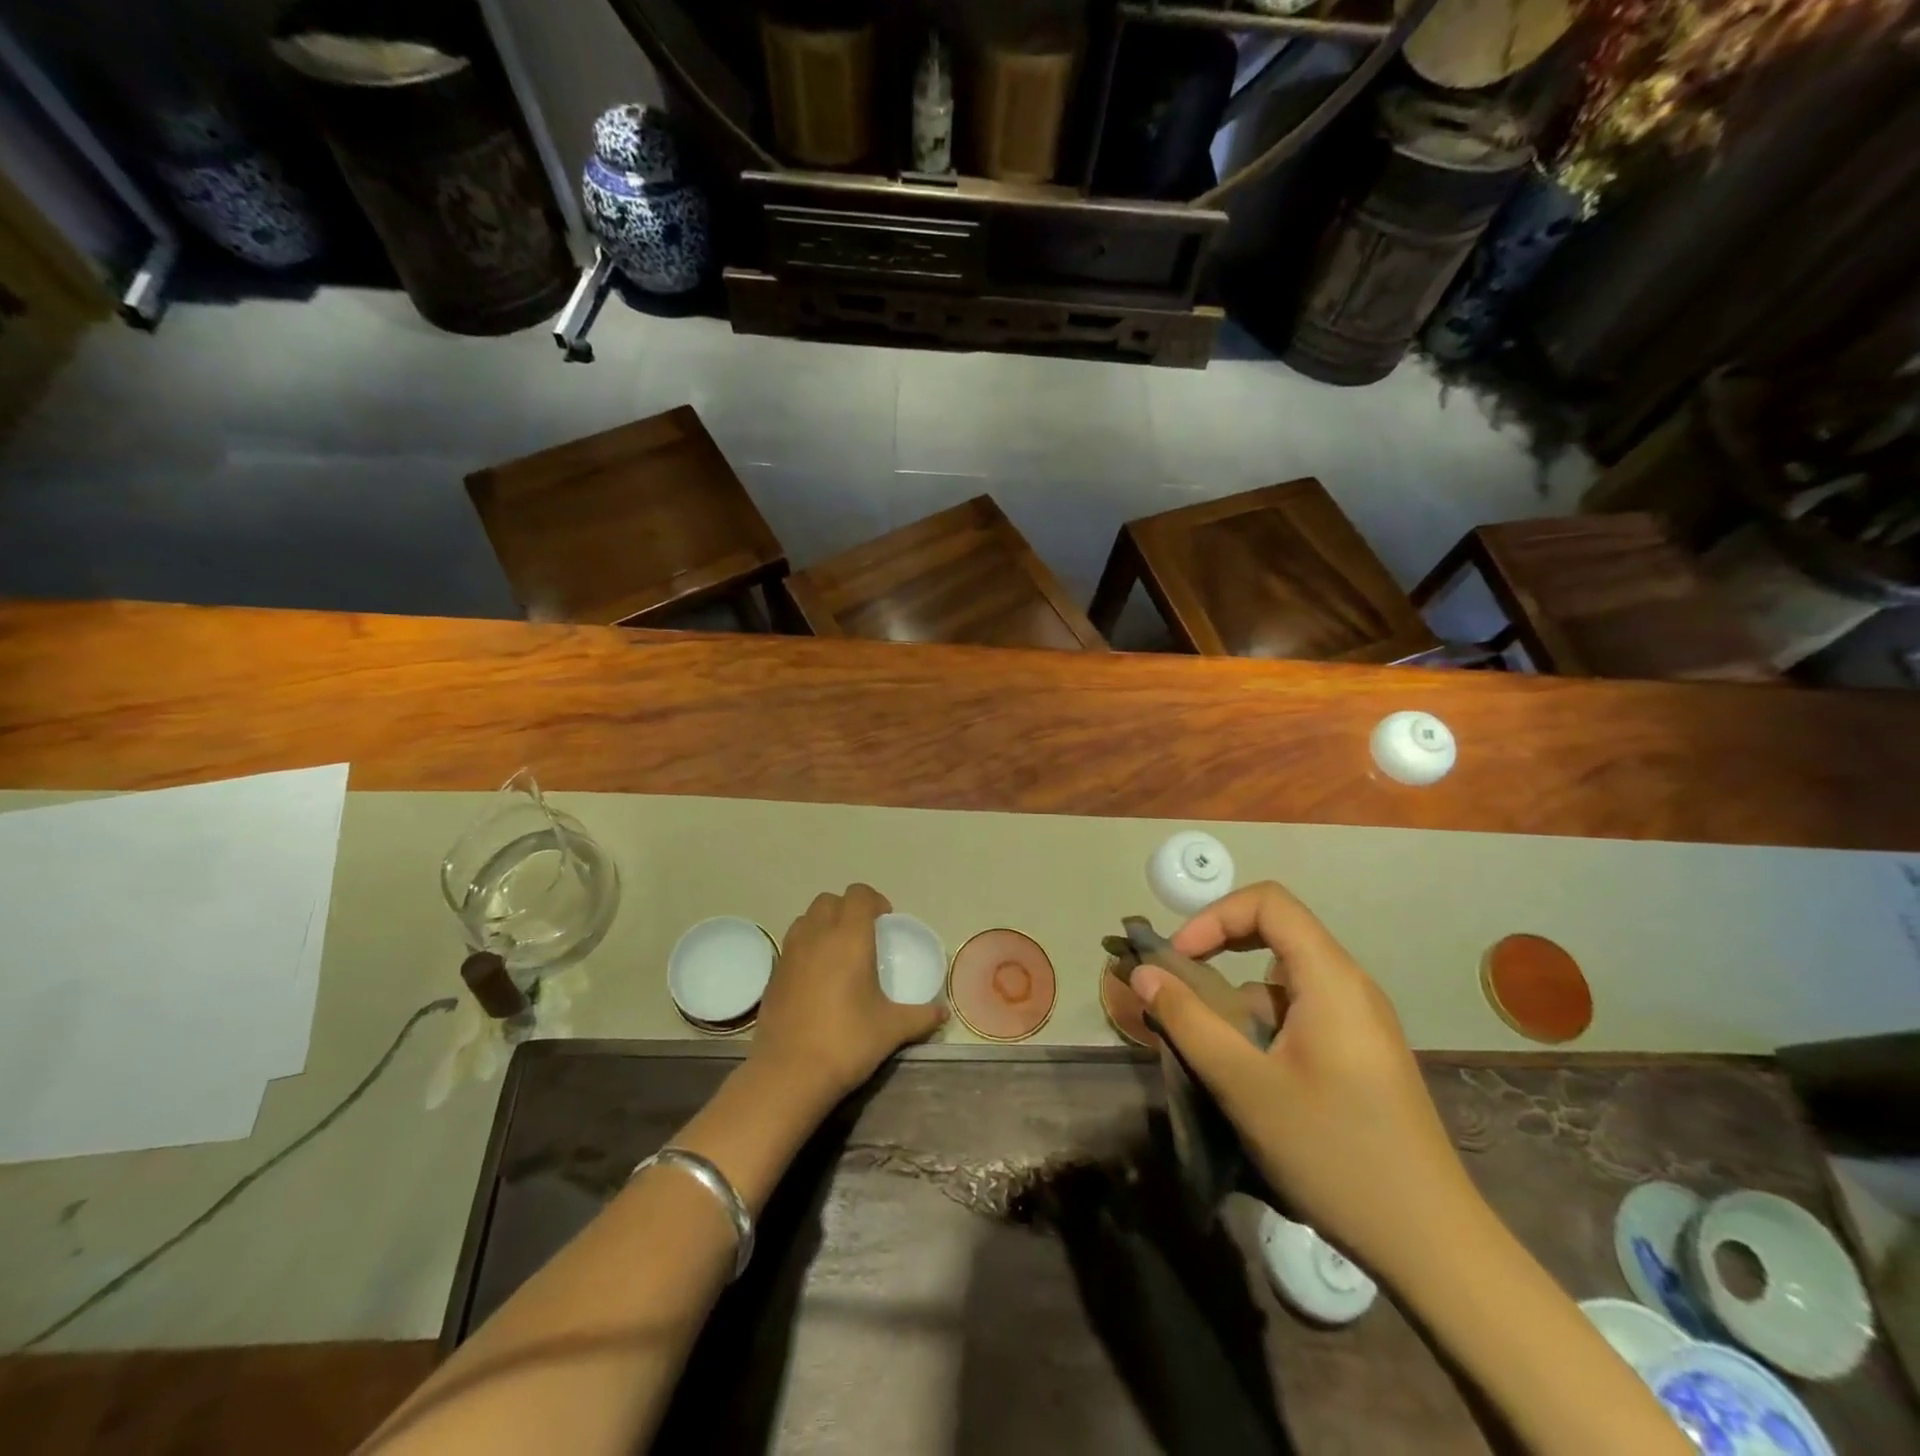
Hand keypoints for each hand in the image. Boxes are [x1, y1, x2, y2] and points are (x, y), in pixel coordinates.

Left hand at [753, 884, 946, 1107]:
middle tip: (864, 936)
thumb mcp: (892, 1029)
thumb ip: (921, 1016)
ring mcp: (790, 953)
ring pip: (806, 918)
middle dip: (847, 909)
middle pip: (829, 900)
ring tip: (838, 953)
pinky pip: (792, 944)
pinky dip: (806, 947)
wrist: (788, 1074)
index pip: (858, 894)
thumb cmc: (846, 1042)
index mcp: (849, 938)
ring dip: (823, 924)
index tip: (885, 921)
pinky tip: (817, 979)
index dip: (874, 901)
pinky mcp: (773, 975)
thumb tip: (944, 1013)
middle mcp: (817, 936)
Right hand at [1130, 880, 1472, 1282]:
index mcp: (1330, 979)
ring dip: (1236, 994)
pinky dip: (1261, 1022)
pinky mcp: (1361, 1052)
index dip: (1214, 916)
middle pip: (1276, 933)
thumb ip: (1188, 1021)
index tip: (1179, 958)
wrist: (1432, 1245)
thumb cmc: (1334, 1153)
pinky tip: (1247, 1073)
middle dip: (1218, 950)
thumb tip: (1143, 973)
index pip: (1268, 903)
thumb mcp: (1245, 1086)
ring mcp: (1360, 1021)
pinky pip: (1300, 1010)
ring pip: (1283, 978)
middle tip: (1179, 987)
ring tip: (1205, 1042)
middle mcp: (1350, 986)